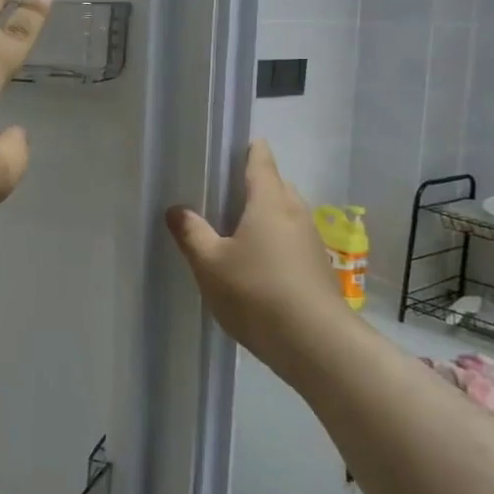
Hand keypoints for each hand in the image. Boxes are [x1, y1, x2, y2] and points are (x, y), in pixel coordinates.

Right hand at [166, 140, 342, 373]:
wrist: (316, 345)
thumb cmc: (256, 292)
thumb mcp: (209, 263)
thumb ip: (191, 232)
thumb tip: (176, 209)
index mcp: (269, 200)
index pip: (260, 159)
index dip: (246, 149)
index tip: (226, 148)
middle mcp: (295, 212)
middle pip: (273, 185)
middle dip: (249, 185)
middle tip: (215, 195)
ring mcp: (311, 241)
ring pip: (283, 214)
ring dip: (261, 216)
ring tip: (229, 232)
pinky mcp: (317, 268)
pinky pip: (290, 240)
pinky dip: (272, 241)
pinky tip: (252, 265)